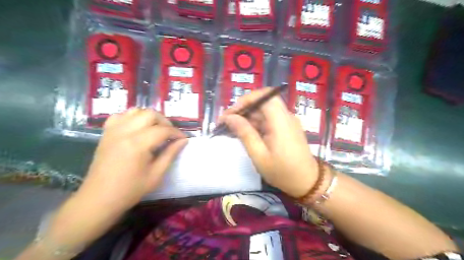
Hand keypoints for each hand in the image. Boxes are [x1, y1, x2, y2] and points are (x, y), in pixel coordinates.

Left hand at [76, 108, 186, 213]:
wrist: (99, 199)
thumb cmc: (130, 190)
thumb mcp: (156, 175)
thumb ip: (171, 154)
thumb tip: (183, 141)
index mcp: (138, 144)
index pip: (163, 130)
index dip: (177, 133)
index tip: (183, 139)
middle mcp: (125, 132)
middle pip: (150, 114)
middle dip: (165, 122)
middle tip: (170, 134)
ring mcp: (113, 131)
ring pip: (135, 111)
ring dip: (149, 117)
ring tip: (155, 130)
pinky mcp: (106, 133)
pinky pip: (120, 116)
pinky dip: (132, 118)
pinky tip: (137, 128)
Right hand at [222, 88, 319, 197]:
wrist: (307, 182)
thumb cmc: (282, 172)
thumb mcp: (259, 155)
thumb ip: (244, 133)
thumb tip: (229, 117)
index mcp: (281, 121)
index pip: (265, 96)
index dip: (246, 99)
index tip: (231, 112)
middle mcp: (286, 116)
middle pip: (263, 102)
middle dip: (244, 109)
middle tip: (227, 121)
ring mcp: (287, 121)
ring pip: (264, 111)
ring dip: (248, 117)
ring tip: (232, 128)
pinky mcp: (286, 127)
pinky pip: (269, 119)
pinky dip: (256, 123)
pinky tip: (245, 133)